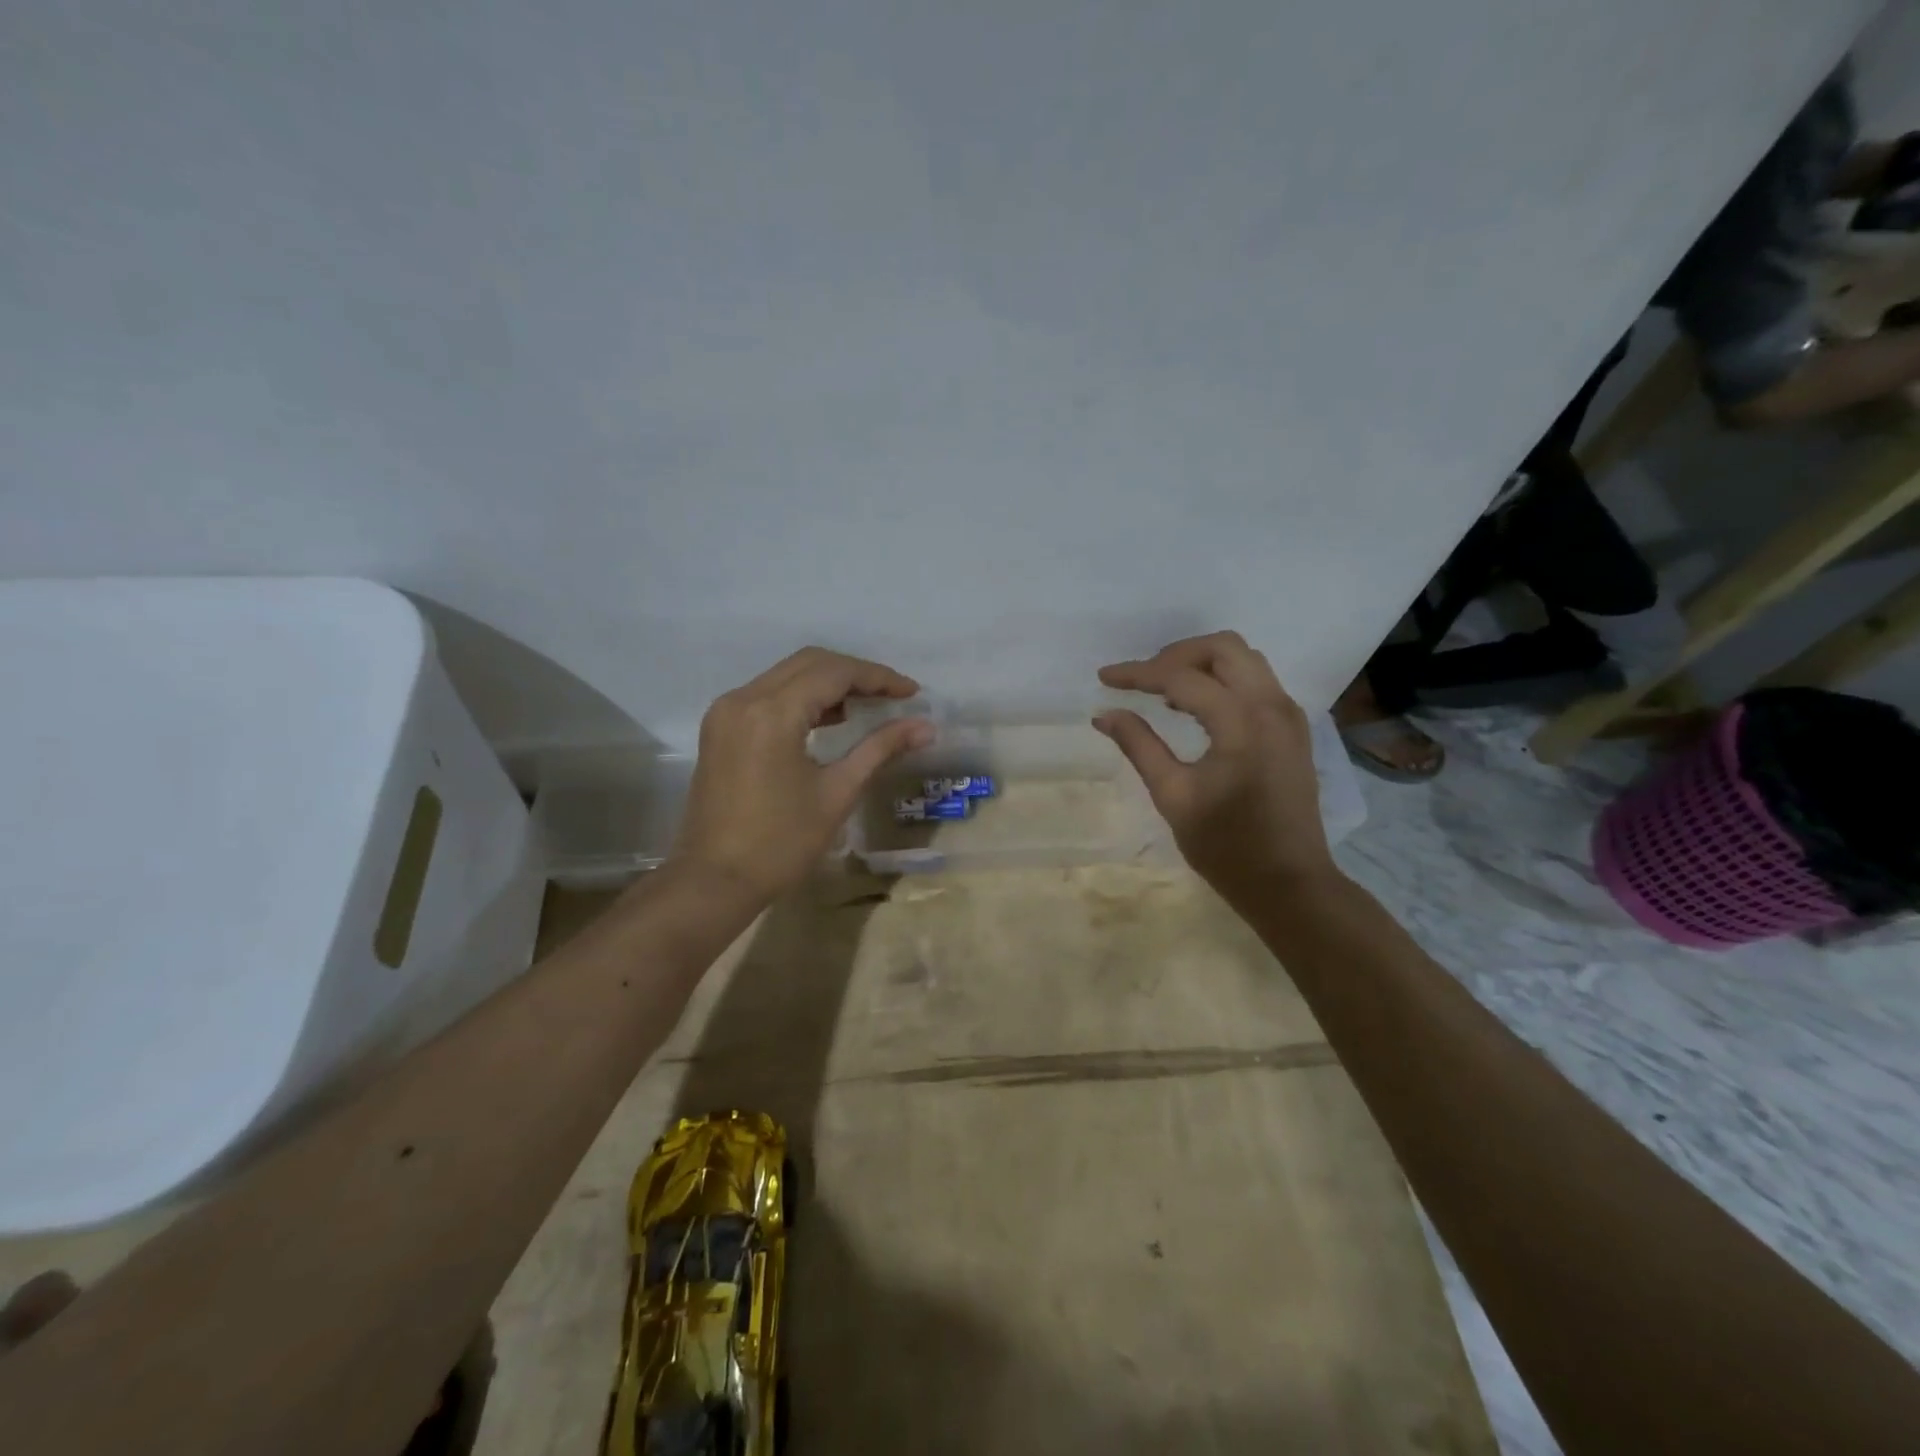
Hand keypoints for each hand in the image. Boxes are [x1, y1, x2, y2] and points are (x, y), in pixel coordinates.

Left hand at [672, 648, 933, 901]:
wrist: (714, 881)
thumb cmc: (781, 843)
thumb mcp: (837, 792)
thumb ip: (879, 749)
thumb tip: (925, 727)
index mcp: (772, 713)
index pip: (834, 673)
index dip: (878, 677)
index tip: (912, 692)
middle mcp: (743, 699)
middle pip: (809, 663)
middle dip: (855, 674)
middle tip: (893, 696)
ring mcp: (726, 712)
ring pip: (787, 675)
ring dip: (828, 683)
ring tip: (868, 706)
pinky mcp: (720, 728)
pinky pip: (768, 694)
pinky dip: (802, 697)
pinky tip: (829, 719)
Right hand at [1094, 632, 1338, 906]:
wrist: (1289, 883)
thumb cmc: (1226, 846)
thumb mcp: (1173, 796)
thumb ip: (1139, 746)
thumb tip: (1104, 714)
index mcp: (1242, 723)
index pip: (1182, 678)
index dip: (1138, 674)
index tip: (1104, 679)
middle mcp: (1272, 706)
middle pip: (1223, 647)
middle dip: (1175, 655)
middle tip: (1141, 680)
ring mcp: (1289, 715)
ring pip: (1245, 659)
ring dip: (1201, 664)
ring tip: (1164, 692)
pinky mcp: (1293, 729)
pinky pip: (1257, 681)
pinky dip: (1223, 680)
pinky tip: (1196, 708)